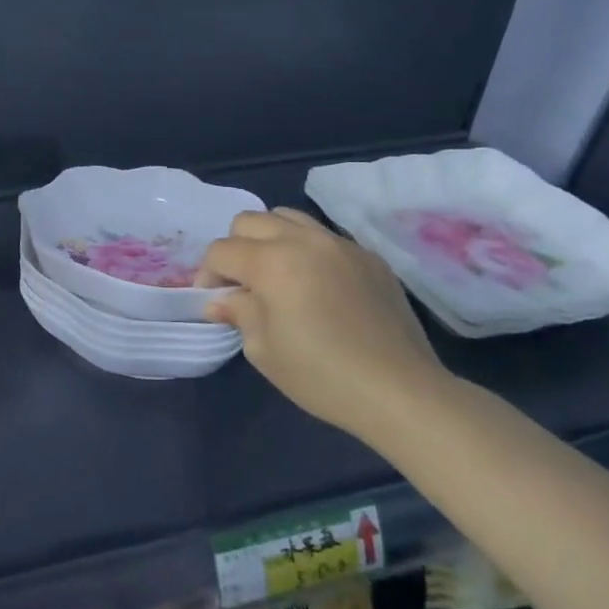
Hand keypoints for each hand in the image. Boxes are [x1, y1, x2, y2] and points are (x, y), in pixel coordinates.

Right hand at [199, 208, 452, 438]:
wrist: (401, 391)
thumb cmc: (322, 375)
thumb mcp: (263, 350)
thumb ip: (238, 312)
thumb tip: (222, 300)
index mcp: (272, 262)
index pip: (221, 251)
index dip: (208, 276)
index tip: (214, 303)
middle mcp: (304, 240)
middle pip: (249, 221)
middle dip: (235, 249)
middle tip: (242, 286)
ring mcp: (340, 244)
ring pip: (287, 217)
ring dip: (270, 240)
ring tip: (277, 276)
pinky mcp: (369, 257)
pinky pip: (324, 237)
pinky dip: (307, 251)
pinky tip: (317, 288)